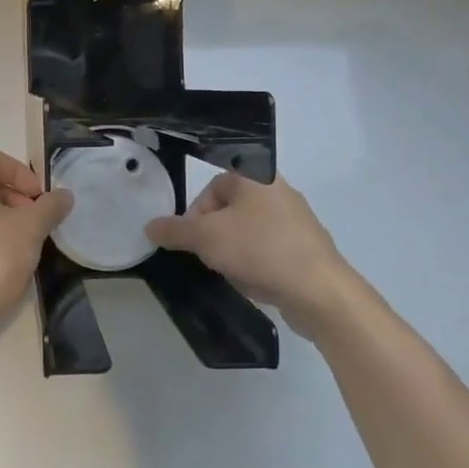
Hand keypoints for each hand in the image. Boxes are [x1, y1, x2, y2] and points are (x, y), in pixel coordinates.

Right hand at [144, 173, 360, 330]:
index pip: (212, 187)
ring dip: (233, 250)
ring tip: (232, 271)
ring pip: (248, 231)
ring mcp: (296, 220)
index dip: (195, 214)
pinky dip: (255, 263)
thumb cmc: (259, 250)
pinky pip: (268, 249)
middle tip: (209, 256)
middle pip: (229, 210)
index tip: (192, 240)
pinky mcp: (306, 247)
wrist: (319, 291)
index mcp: (257, 176)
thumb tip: (150, 226)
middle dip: (213, 235)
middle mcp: (279, 190)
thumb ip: (174, 230)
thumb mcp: (205, 238)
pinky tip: (254, 280)